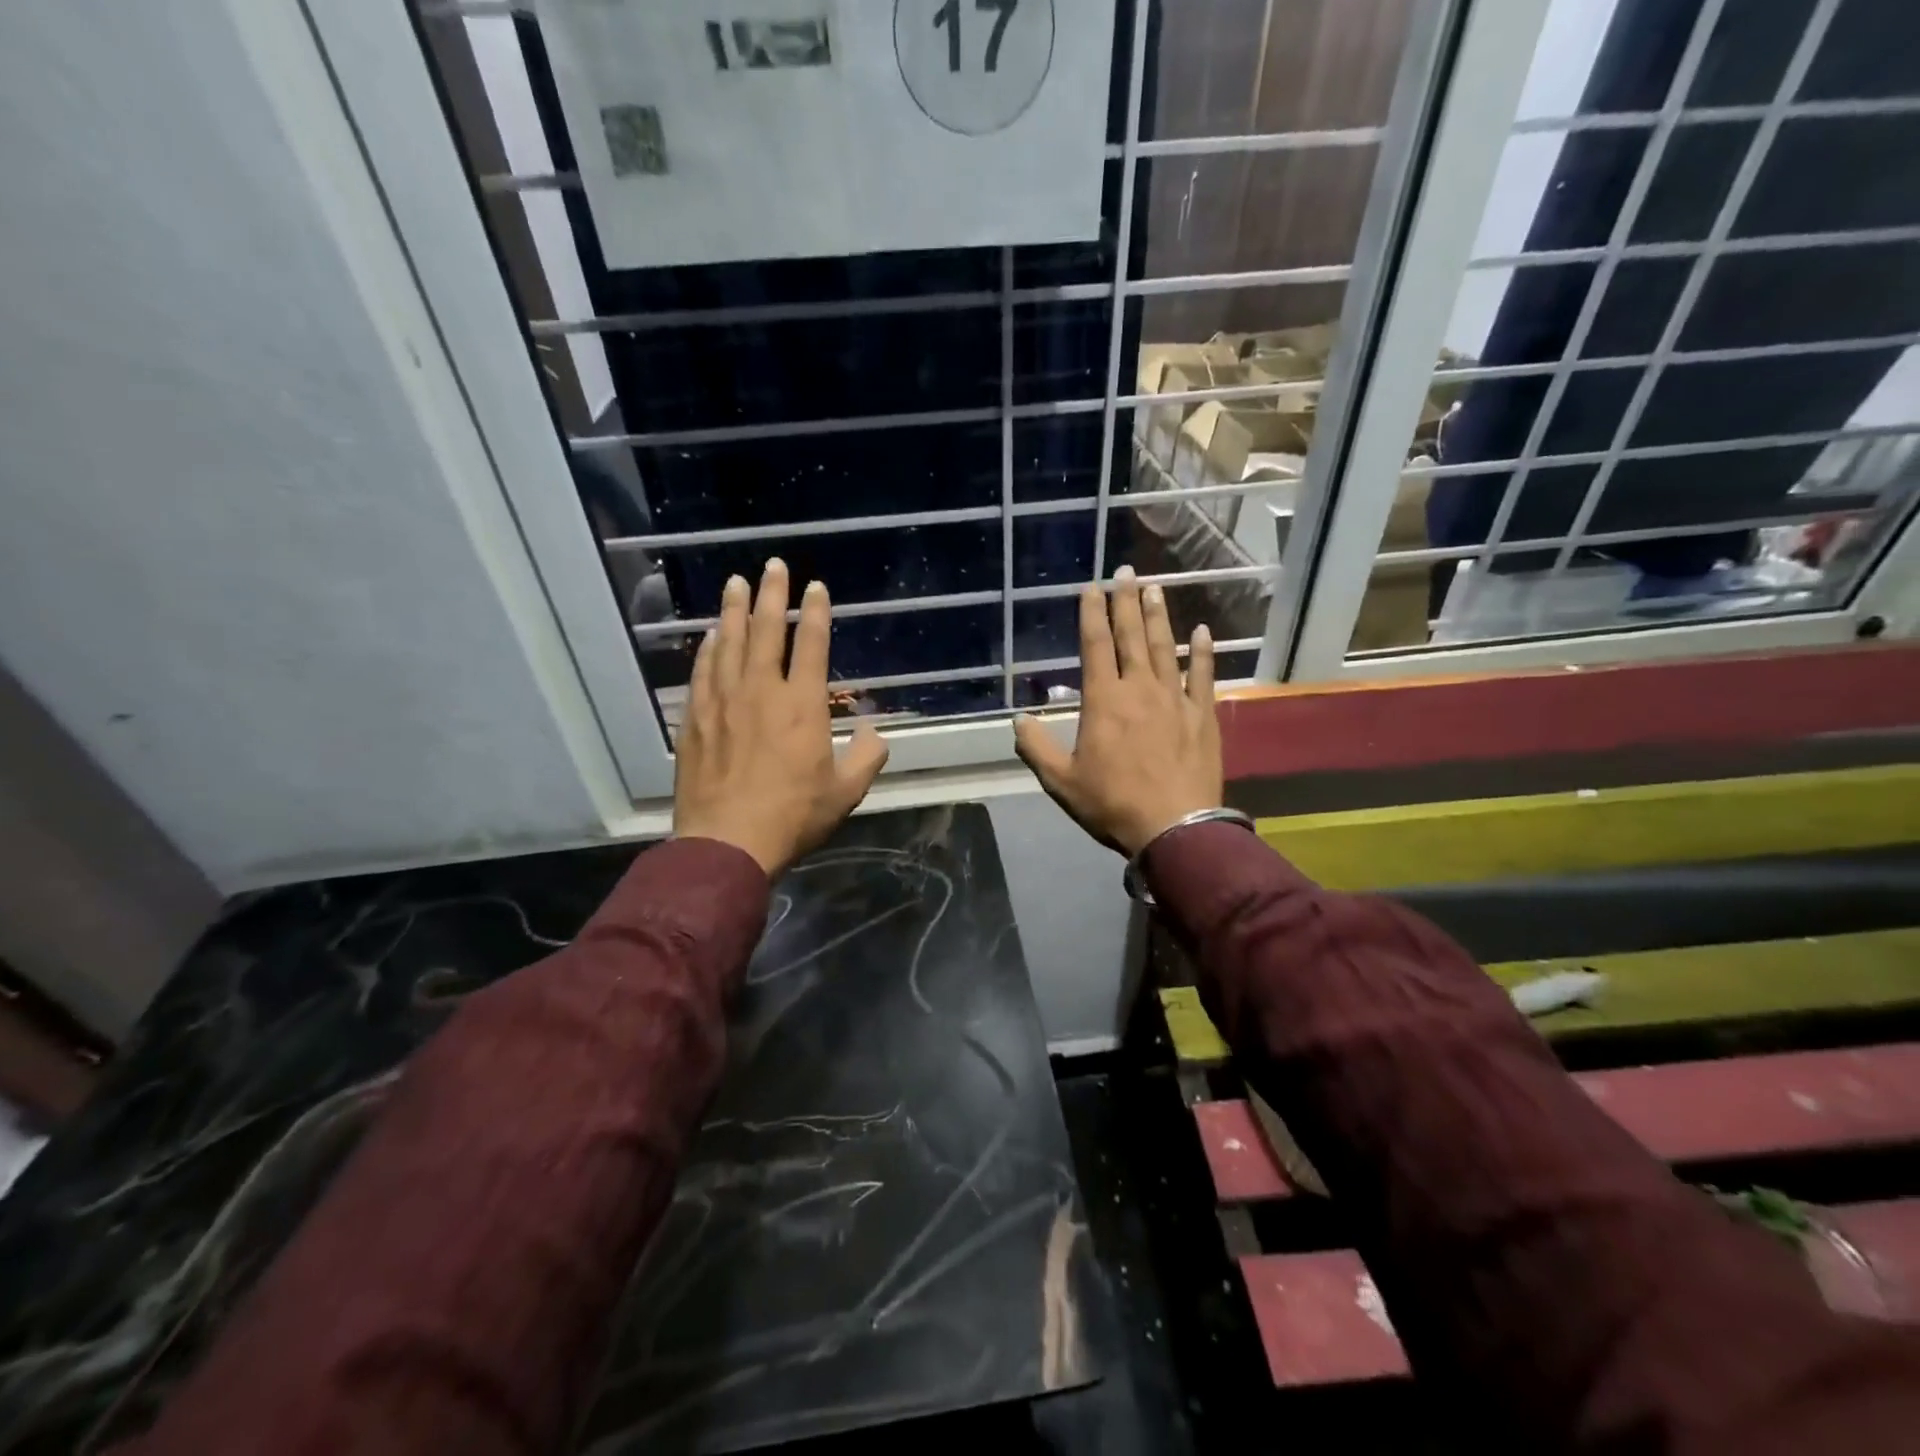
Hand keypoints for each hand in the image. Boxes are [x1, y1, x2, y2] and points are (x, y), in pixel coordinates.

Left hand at [673, 559, 888, 876]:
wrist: (727, 842)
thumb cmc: (792, 817)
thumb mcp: (845, 793)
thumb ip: (867, 757)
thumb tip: (877, 732)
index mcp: (802, 705)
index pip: (811, 645)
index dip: (816, 612)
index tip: (816, 587)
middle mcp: (761, 692)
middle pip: (766, 631)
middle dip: (772, 594)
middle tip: (773, 565)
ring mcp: (723, 702)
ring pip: (729, 644)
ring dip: (734, 610)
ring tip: (735, 582)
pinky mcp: (696, 719)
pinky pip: (703, 672)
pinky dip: (708, 648)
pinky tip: (710, 635)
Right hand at [1013, 567, 1221, 856]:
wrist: (1175, 828)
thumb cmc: (1113, 804)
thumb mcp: (1062, 782)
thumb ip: (1037, 748)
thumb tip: (1018, 720)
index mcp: (1103, 701)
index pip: (1096, 646)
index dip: (1092, 614)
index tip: (1092, 588)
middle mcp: (1139, 689)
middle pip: (1131, 637)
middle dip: (1126, 602)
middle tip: (1126, 572)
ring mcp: (1175, 700)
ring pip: (1164, 648)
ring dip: (1159, 616)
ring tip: (1156, 587)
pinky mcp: (1202, 716)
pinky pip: (1203, 676)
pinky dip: (1202, 653)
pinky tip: (1202, 632)